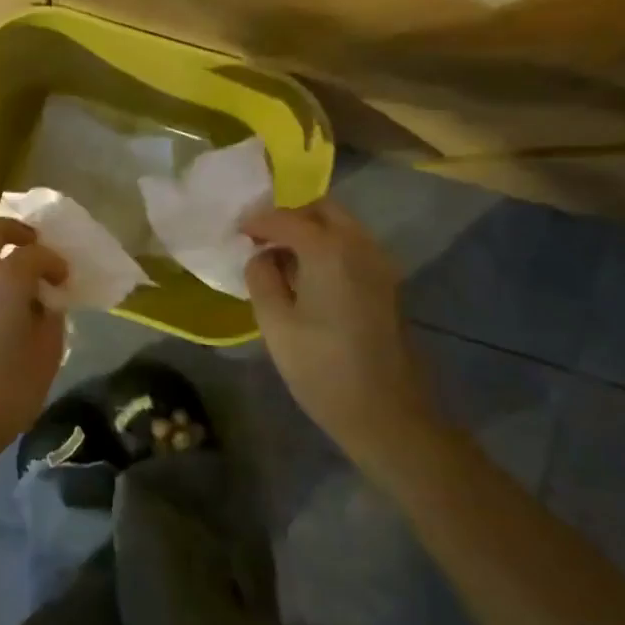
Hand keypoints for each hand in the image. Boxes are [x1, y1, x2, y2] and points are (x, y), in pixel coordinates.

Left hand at [0, 217, 69, 461]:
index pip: (36, 253)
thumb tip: (44, 304)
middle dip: (15, 231)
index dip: (54, 262)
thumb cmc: (5, 388)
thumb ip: (50, 319)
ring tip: (15, 285)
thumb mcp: (46, 355)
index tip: (64, 280)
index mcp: (6, 276)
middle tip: (33, 245)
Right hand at [242, 199, 441, 464]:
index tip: (236, 233)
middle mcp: (360, 245)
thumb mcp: (275, 324)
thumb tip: (261, 256)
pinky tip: (308, 276)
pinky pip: (354, 246)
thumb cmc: (323, 369)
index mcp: (329, 250)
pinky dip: (328, 246)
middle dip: (290, 217)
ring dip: (311, 230)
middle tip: (262, 239)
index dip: (257, 222)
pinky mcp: (387, 284)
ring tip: (281, 257)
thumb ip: (261, 278)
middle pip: (323, 209)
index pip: (286, 218)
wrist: (388, 414)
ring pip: (342, 226)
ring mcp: (380, 264)